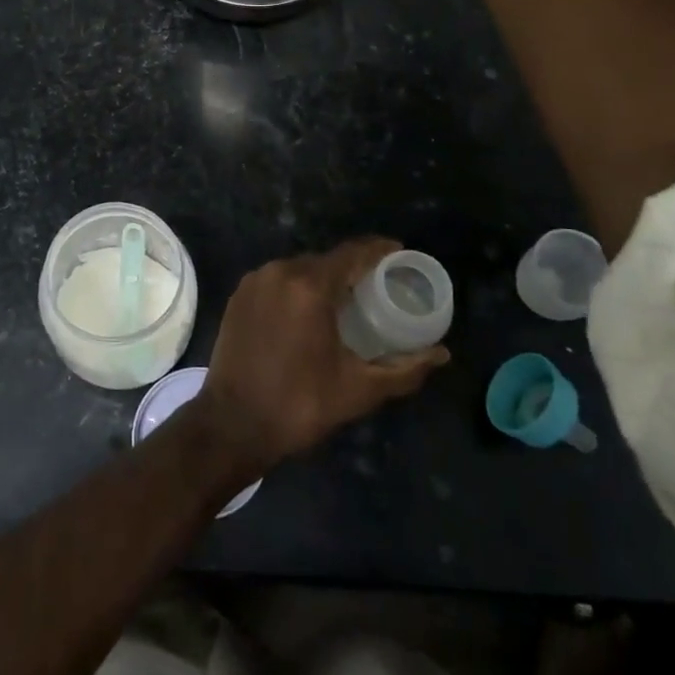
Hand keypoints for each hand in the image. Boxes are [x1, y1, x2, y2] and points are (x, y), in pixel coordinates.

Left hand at [195, 238, 449, 474]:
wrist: (231, 424)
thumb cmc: (299, 405)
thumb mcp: (359, 389)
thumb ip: (405, 369)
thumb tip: (442, 354)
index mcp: (309, 286)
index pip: (352, 252)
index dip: (379, 250)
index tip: (400, 254)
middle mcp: (278, 272)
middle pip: (325, 259)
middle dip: (352, 268)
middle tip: (377, 286)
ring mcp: (254, 281)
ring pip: (299, 268)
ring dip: (323, 278)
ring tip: (346, 300)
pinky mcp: (238, 295)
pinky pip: (276, 280)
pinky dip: (296, 288)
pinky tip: (308, 310)